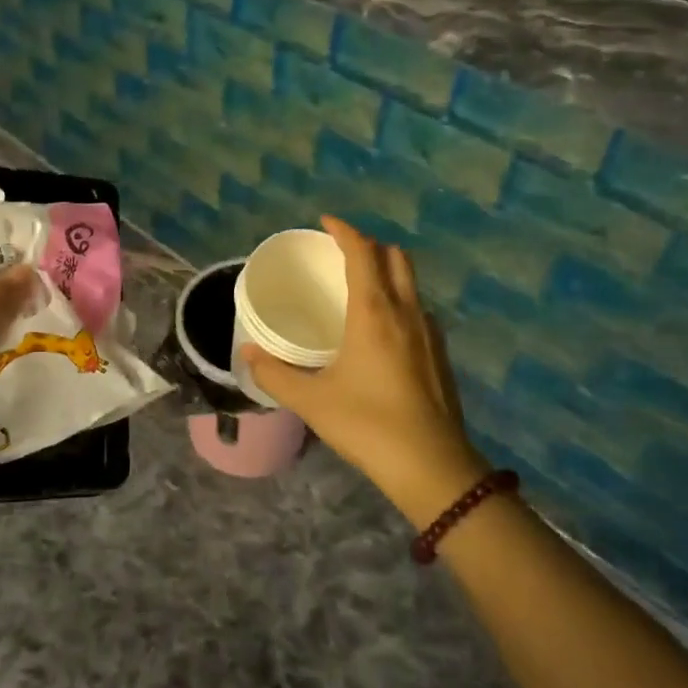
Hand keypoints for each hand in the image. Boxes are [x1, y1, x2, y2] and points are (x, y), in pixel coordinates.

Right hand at [241, 217, 487, 527]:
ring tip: (360, 286)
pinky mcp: (440, 354)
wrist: (432, 466)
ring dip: (387, 270)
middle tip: (341, 252)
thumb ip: (275, 374)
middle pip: (395, 257)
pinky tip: (383, 329)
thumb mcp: (312, 401)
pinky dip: (399, 299)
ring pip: (411, 282)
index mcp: (374, 312)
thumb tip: (247, 353)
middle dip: (369, 245)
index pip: (362, 252)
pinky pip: (418, 308)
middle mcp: (406, 311)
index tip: (325, 222)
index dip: (344, 230)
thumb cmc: (367, 425)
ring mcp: (429, 332)